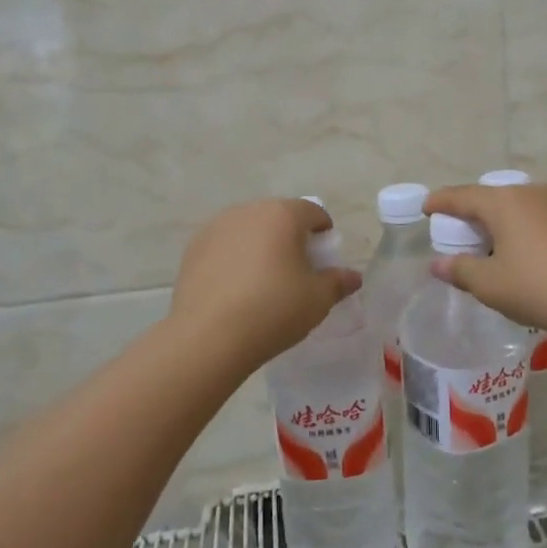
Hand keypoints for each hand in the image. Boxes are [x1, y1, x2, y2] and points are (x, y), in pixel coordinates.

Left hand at [168, 199, 361, 372]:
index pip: (313, 212)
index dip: (323, 233)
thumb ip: (338, 282)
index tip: (324, 259)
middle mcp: (248, 211)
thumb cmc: (274, 310)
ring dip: (260, 246)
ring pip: (249, 230)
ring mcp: (216, 227)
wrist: (209, 336)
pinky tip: (236, 290)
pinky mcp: (193, 249)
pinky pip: (224, 247)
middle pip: (278, 217)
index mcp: (283, 214)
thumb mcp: (317, 300)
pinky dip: (234, 259)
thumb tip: (353, 277)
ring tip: (264, 281)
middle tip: (296, 271)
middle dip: (291, 237)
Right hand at [424, 182, 546, 344]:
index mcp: (505, 202)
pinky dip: (527, 228)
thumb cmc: (537, 289)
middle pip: (493, 197)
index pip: (462, 196)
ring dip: (502, 220)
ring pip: (520, 206)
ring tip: (494, 242)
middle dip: (473, 212)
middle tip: (459, 231)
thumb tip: (437, 265)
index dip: (440, 201)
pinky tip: (528, 251)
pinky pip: (543, 217)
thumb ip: (459, 270)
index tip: (426, 208)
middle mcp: (533, 193)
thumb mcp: (489, 285)